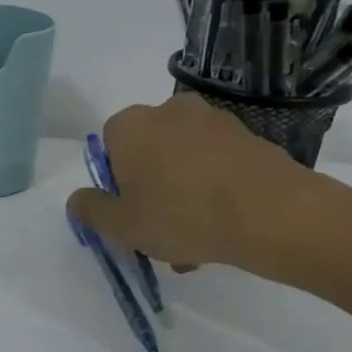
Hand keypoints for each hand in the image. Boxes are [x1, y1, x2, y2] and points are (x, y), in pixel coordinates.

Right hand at [65, 96, 316, 275]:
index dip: (116, 183)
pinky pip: (218, 165)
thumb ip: (90, 210)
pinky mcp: (251, 138)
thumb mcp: (121, 225)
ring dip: (184, 193)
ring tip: (197, 240)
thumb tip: (78, 199)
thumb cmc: (181, 215)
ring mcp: (215, 121)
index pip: (109, 146)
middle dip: (152, 188)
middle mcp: (170, 110)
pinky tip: (224, 227)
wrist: (273, 215)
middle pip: (149, 152)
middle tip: (160, 231)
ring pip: (185, 161)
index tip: (130, 213)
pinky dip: (216, 189)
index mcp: (130, 124)